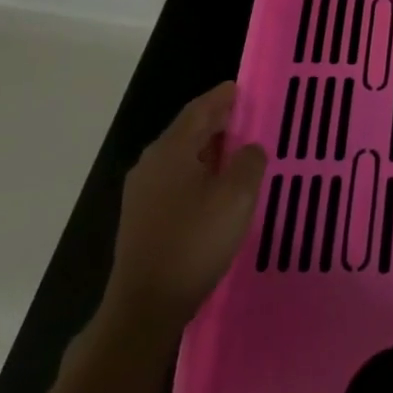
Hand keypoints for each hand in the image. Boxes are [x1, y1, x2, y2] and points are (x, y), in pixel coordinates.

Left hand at [102, 82, 267, 340]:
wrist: (146, 305)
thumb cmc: (195, 242)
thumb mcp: (237, 197)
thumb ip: (249, 162)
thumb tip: (249, 148)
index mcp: (171, 151)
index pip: (199, 110)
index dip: (222, 97)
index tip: (242, 88)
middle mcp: (151, 164)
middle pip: (187, 131)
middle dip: (216, 121)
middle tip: (247, 116)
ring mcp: (143, 193)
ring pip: (181, 156)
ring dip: (209, 148)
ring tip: (238, 149)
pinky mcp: (143, 218)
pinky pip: (175, 179)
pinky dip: (199, 171)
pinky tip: (217, 186)